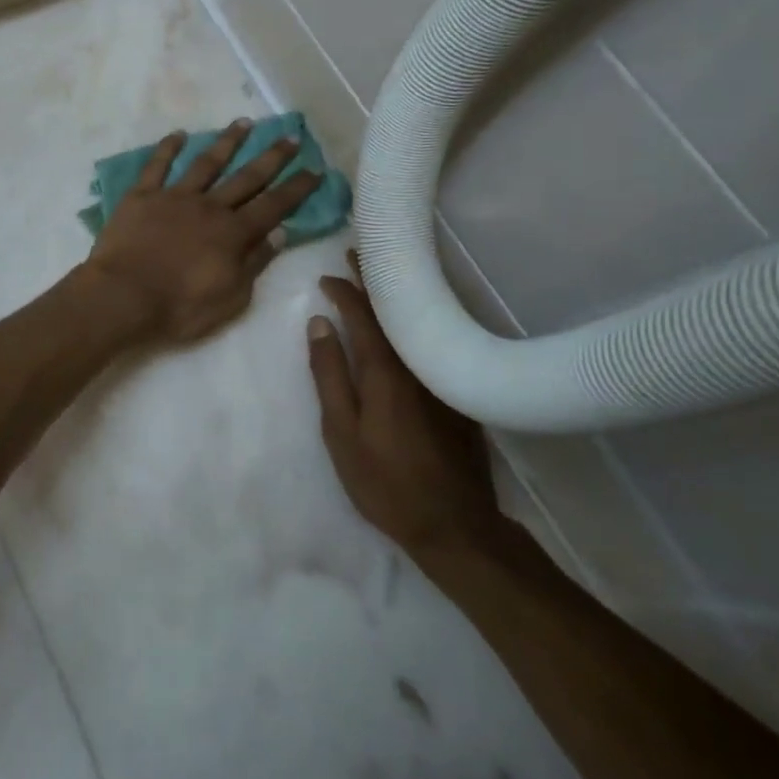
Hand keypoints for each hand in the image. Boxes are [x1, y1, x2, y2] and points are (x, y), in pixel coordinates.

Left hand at [82, 119, 321, 342]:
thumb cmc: (179, 308)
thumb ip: (255, 264)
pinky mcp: (141, 196)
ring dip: (227, 142)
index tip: (315, 169)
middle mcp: (209, 207)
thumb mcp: (231, 298)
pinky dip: (168, 148)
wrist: (123, 297)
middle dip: (272, 157)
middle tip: (290, 137)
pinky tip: (178, 134)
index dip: (297, 188)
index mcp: (233, 233)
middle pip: (247, 177)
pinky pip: (157, 166)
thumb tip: (279, 234)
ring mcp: (174, 197)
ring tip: (243, 123)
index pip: (274, 205)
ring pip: (206, 162)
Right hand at [307, 254, 503, 561]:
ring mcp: (444, 378)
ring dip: (396, 297)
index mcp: (387, 371)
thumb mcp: (341, 432)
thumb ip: (329, 375)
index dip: (345, 291)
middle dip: (375, 280)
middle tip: (358, 253)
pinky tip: (408, 322)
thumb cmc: (385, 482)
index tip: (327, 276)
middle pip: (396, 310)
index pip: (364, 315)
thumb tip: (319, 324)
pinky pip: (433, 342)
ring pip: (418, 323)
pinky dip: (416, 322)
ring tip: (379, 279)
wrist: (454, 526)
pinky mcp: (459, 394)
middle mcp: (420, 364)